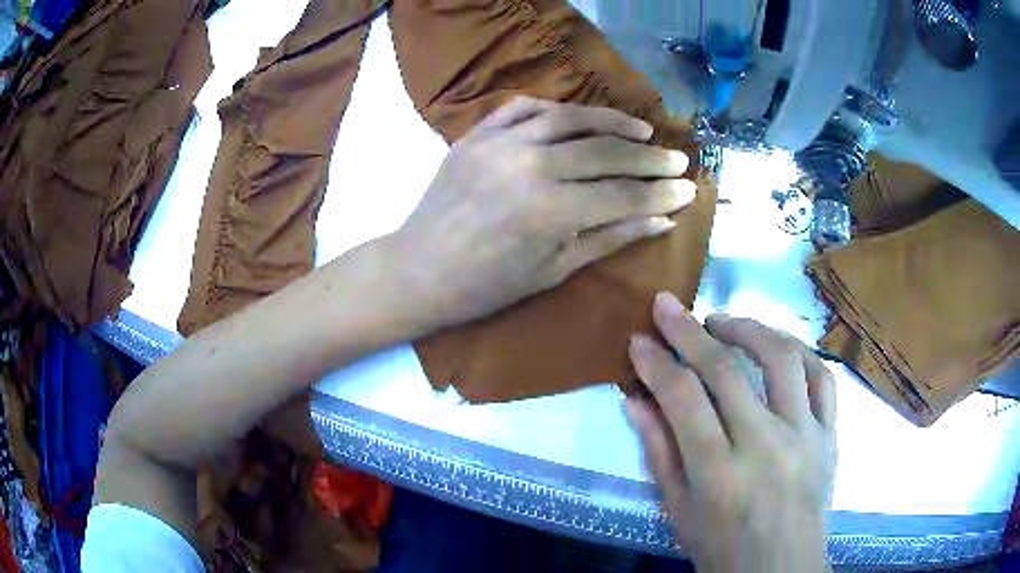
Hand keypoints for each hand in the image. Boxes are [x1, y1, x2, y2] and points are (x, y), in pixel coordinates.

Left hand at [391, 97, 695, 327]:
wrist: (420, 270)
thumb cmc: (487, 286)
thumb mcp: (554, 270)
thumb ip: (611, 238)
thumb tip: (662, 219)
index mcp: (551, 210)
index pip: (624, 194)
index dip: (662, 192)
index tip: (689, 188)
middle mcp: (531, 165)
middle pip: (606, 151)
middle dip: (649, 157)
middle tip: (677, 159)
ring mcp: (501, 142)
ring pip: (571, 118)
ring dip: (612, 121)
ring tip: (642, 130)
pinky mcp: (478, 134)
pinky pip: (525, 107)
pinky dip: (557, 109)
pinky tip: (580, 118)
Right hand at [626, 293, 836, 572]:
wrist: (781, 570)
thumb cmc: (721, 549)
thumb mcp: (678, 512)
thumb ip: (659, 453)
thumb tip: (635, 401)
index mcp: (718, 475)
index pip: (683, 400)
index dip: (657, 363)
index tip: (639, 338)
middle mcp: (765, 447)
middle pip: (726, 371)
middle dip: (690, 331)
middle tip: (668, 306)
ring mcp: (805, 436)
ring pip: (781, 359)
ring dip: (748, 328)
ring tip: (722, 321)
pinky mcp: (830, 434)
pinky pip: (822, 377)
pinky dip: (798, 352)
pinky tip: (776, 347)